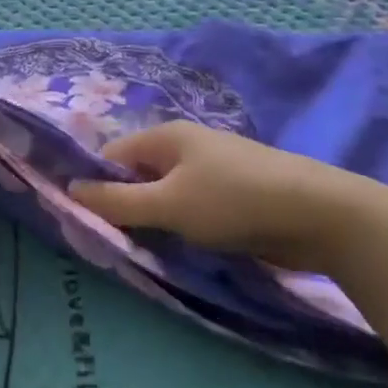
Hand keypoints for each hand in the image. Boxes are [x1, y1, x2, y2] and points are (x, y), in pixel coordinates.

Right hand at [68, 122, 383, 271]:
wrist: (318, 214)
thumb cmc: (233, 202)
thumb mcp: (168, 204)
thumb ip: (117, 201)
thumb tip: (69, 189)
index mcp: (166, 136)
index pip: (112, 156)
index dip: (94, 185)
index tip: (83, 222)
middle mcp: (186, 146)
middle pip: (138, 175)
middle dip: (124, 206)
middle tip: (113, 243)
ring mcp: (212, 170)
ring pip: (165, 194)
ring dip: (153, 220)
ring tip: (144, 250)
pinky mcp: (233, 195)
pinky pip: (191, 207)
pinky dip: (180, 225)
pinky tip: (179, 248)